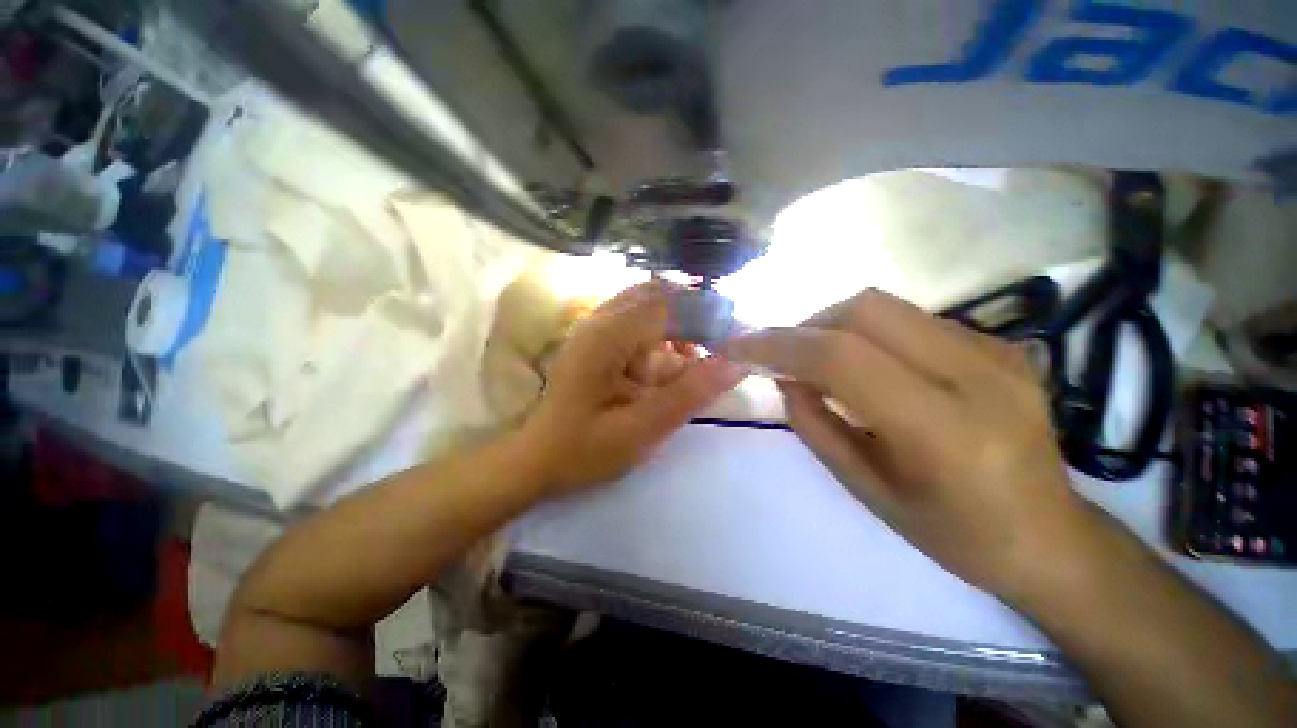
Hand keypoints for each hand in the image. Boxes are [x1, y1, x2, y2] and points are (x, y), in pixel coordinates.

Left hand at [523, 281, 746, 494]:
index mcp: (607, 336)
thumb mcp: (642, 428)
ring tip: (696, 357)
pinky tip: (671, 361)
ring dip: (677, 323)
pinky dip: (661, 333)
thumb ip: (689, 394)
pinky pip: (637, 320)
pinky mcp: (596, 339)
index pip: (670, 305)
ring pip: (649, 304)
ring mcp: (594, 326)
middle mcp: (600, 319)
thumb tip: (736, 363)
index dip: (708, 317)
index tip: (736, 340)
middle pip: (659, 294)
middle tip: (719, 345)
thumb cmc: (584, 449)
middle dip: (694, 315)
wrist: (536, 459)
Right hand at [725, 289, 1098, 595]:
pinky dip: (867, 332)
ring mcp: (996, 350)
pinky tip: (865, 365)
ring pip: (886, 306)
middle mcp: (978, 374)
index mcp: (944, 431)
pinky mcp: (999, 342)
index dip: (779, 344)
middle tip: (784, 356)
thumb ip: (814, 424)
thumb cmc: (952, 532)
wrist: (1050, 536)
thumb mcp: (865, 489)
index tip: (738, 346)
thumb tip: (785, 375)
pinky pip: (910, 318)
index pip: (842, 357)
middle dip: (807, 326)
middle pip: (864, 310)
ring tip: (817, 359)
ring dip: (833, 326)